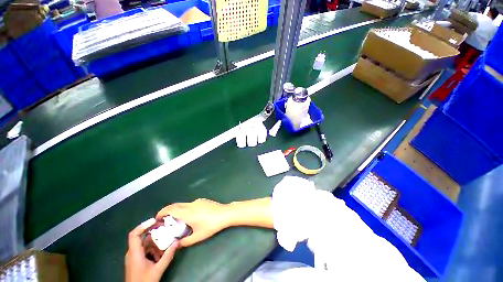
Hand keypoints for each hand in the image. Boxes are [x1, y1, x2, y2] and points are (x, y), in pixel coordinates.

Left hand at [125, 223, 178, 281]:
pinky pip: (145, 251)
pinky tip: (160, 255)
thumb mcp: (158, 270)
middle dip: (155, 235)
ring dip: (156, 244)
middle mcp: (132, 253)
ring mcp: (133, 257)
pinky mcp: (136, 261)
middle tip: (167, 231)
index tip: (155, 220)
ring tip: (165, 247)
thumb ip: (168, 256)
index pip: (134, 234)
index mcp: (134, 253)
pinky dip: (153, 250)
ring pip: (145, 245)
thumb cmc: (144, 281)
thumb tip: (178, 242)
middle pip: (143, 238)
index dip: (143, 225)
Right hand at [156, 199, 230, 246]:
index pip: (170, 209)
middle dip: (167, 210)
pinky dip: (186, 208)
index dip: (161, 213)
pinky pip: (191, 203)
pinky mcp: (203, 200)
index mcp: (187, 212)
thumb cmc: (211, 225)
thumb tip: (176, 245)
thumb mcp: (198, 236)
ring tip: (177, 219)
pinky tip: (191, 216)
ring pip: (183, 204)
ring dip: (177, 209)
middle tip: (164, 220)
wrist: (224, 213)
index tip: (157, 219)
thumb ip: (185, 242)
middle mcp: (190, 204)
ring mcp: (197, 201)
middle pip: (175, 205)